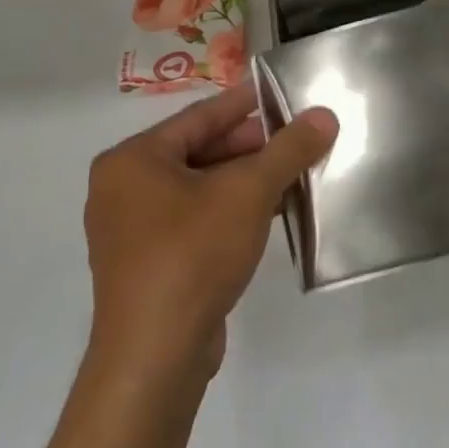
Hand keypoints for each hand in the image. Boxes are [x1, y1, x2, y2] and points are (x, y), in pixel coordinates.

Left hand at [83, 83, 335, 392]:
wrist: (156, 354)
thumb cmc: (193, 254)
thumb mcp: (249, 192)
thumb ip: (289, 150)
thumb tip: (325, 116)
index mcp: (133, 160)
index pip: (200, 117)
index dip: (245, 103)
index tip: (282, 93)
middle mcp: (123, 189)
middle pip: (200, 151)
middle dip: (252, 147)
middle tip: (298, 138)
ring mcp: (133, 230)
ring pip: (200, 188)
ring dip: (247, 181)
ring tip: (294, 173)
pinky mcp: (149, 263)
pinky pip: (195, 220)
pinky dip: (232, 211)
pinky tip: (272, 212)